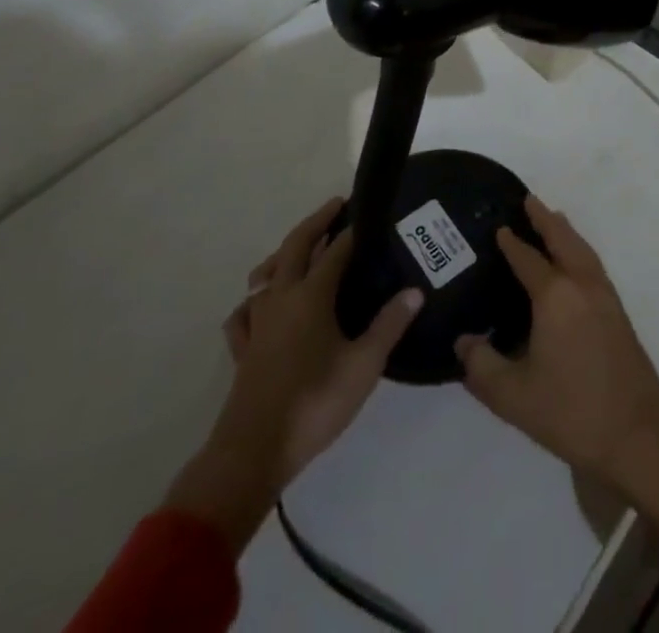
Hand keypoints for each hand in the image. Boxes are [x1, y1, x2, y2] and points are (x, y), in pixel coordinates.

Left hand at [164, 197, 422, 550]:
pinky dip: (255, 299)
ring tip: (300, 248)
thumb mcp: (364, 365)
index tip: (370, 214)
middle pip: (295, 246)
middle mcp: (281, 298)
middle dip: (316, 222)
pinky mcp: (243, 349)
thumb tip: (415, 291)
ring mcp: (257, 322)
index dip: (353, 231)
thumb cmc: (314, 403)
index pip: (335, 250)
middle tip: (337, 206)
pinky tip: (261, 305)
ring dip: (284, 253)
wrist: (252, 453)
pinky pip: (244, 312)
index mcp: (311, 295)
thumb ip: (389, 325)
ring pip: (265, 273)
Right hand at [455, 197, 658, 534]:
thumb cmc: (570, 412)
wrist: (636, 433)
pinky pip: (593, 264)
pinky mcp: (618, 311)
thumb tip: (464, 341)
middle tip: (528, 200)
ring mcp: (605, 296)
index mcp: (555, 297)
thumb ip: (482, 366)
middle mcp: (582, 285)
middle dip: (545, 219)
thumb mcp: (513, 396)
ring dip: (565, 231)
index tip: (499, 227)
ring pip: (583, 249)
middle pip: (563, 239)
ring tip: (552, 218)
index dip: (512, 243)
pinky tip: (574, 261)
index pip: (528, 259)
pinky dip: (580, 249)